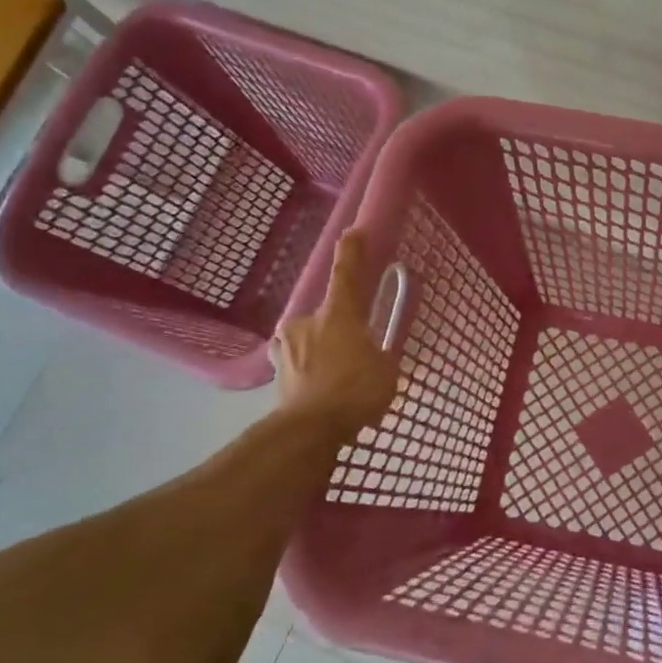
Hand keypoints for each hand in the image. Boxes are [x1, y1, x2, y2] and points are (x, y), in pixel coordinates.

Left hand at [271, 231, 398, 437]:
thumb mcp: (386, 371)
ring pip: (308, 340)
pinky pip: (298, 363)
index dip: (352, 251)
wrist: (308, 430)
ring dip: (321, 351)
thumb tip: (374, 356)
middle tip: (355, 351)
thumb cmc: (355, 391)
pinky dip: (309, 372)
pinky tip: (319, 391)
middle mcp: (307, 322)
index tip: (353, 232)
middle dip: (339, 329)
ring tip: (336, 377)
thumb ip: (380, 356)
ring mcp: (285, 346)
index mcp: (338, 314)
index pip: (345, 274)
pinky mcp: (275, 372)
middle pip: (326, 316)